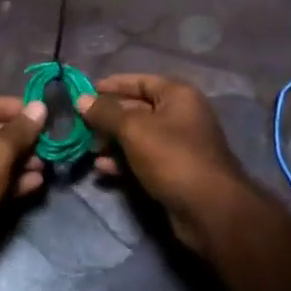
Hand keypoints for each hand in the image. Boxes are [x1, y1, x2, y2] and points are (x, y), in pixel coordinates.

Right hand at [78, 75, 256, 253]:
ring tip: (89, 149)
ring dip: (113, 142)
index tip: (86, 92)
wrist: (209, 210)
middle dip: (109, 117)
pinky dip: (123, 161)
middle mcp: (181, 116)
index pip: (141, 81)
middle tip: (82, 125)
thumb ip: (106, 113)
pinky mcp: (174, 172)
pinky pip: (143, 159)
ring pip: (138, 137)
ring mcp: (179, 146)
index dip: (113, 85)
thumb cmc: (172, 157)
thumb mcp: (134, 130)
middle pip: (138, 109)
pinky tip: (101, 169)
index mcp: (178, 96)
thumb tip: (81, 99)